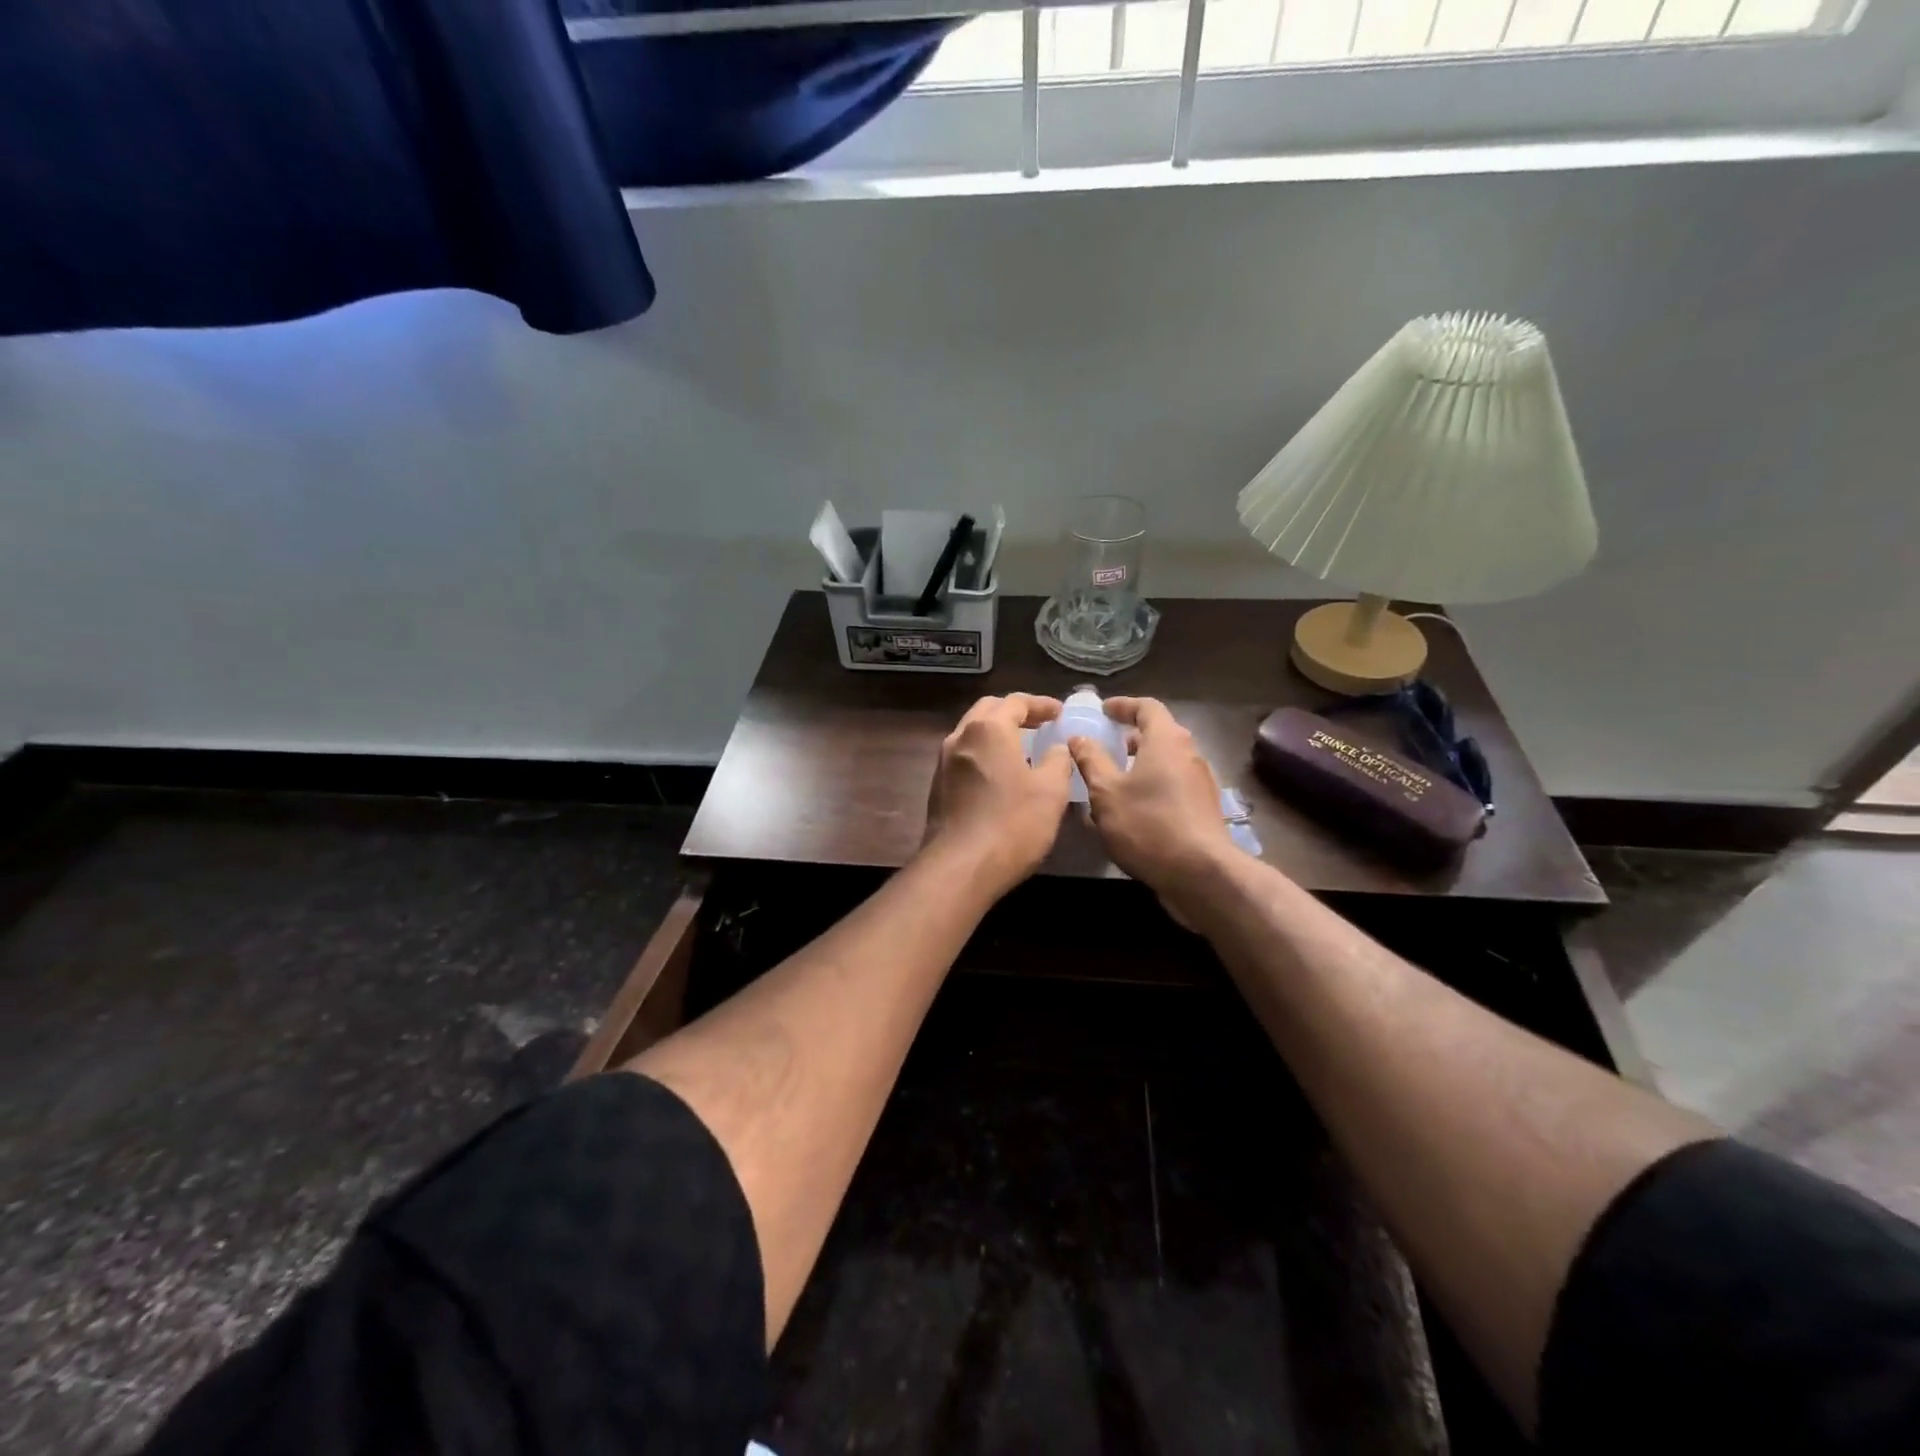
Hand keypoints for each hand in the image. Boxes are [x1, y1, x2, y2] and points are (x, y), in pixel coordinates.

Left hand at [924, 694, 1073, 896]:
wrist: (960, 868)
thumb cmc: (1012, 824)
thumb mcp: (1051, 791)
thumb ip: (1057, 760)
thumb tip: (1056, 748)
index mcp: (989, 729)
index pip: (1016, 702)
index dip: (1041, 704)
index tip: (1059, 713)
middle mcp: (960, 737)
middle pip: (988, 710)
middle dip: (1015, 712)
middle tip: (1040, 724)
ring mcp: (944, 762)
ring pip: (972, 733)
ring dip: (997, 733)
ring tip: (1023, 747)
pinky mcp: (938, 786)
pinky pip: (964, 756)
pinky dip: (985, 753)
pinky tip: (1001, 774)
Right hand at [1068, 697, 1236, 919]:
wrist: (1200, 874)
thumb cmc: (1148, 824)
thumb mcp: (1106, 792)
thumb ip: (1091, 761)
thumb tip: (1079, 737)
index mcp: (1167, 740)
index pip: (1147, 707)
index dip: (1123, 705)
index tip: (1103, 710)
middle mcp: (1189, 754)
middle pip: (1160, 734)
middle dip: (1131, 737)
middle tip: (1105, 745)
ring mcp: (1200, 783)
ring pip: (1166, 762)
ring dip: (1140, 765)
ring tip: (1111, 780)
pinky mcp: (1203, 809)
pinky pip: (1172, 786)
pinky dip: (1151, 786)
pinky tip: (1130, 810)